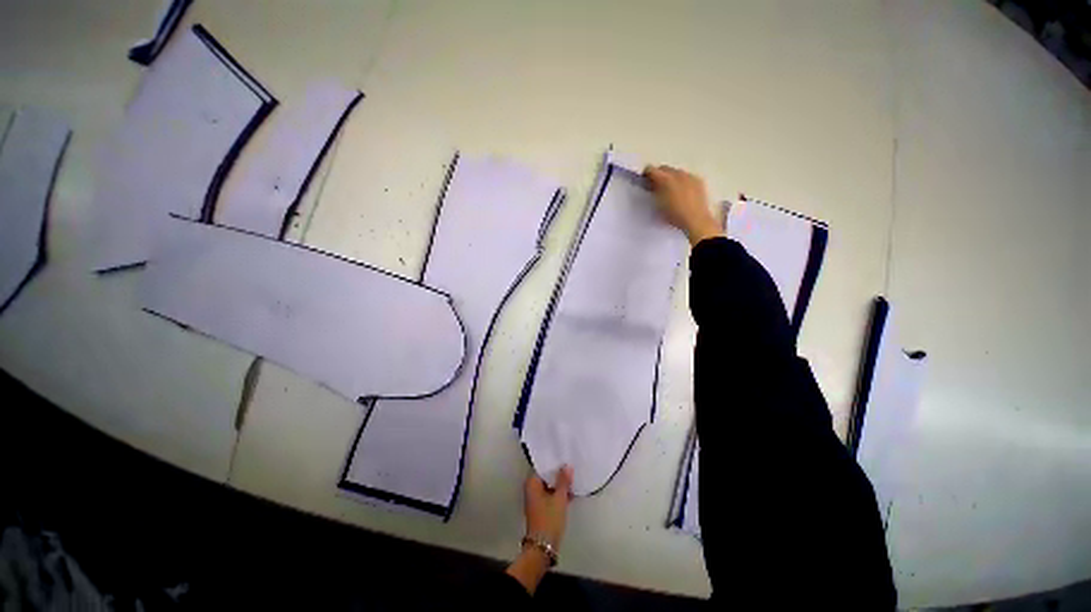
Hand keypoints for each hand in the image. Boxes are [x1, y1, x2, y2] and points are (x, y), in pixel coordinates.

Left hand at [506, 466, 573, 594]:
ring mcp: (535, 499)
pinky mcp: (541, 508)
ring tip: (573, 478)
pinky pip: (550, 495)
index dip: (554, 462)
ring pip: (549, 486)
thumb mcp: (559, 498)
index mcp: (532, 483)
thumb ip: (564, 481)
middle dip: (558, 473)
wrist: (543, 547)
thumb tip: (567, 466)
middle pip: (546, 476)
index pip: (543, 467)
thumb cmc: (549, 519)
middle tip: (571, 466)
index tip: (564, 457)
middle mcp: (531, 489)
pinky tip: (570, 492)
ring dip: (559, 484)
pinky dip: (558, 493)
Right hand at [643, 165, 722, 245]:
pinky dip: (682, 181)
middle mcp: (678, 173)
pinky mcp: (698, 181)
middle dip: (659, 175)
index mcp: (665, 179)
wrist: (696, 221)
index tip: (645, 182)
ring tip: (670, 190)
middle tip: (656, 186)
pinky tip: (683, 192)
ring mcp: (690, 176)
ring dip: (671, 178)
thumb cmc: (674, 215)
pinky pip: (687, 177)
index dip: (646, 175)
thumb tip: (652, 185)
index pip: (651, 169)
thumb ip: (654, 192)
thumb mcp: (658, 205)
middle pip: (664, 168)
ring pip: (676, 172)